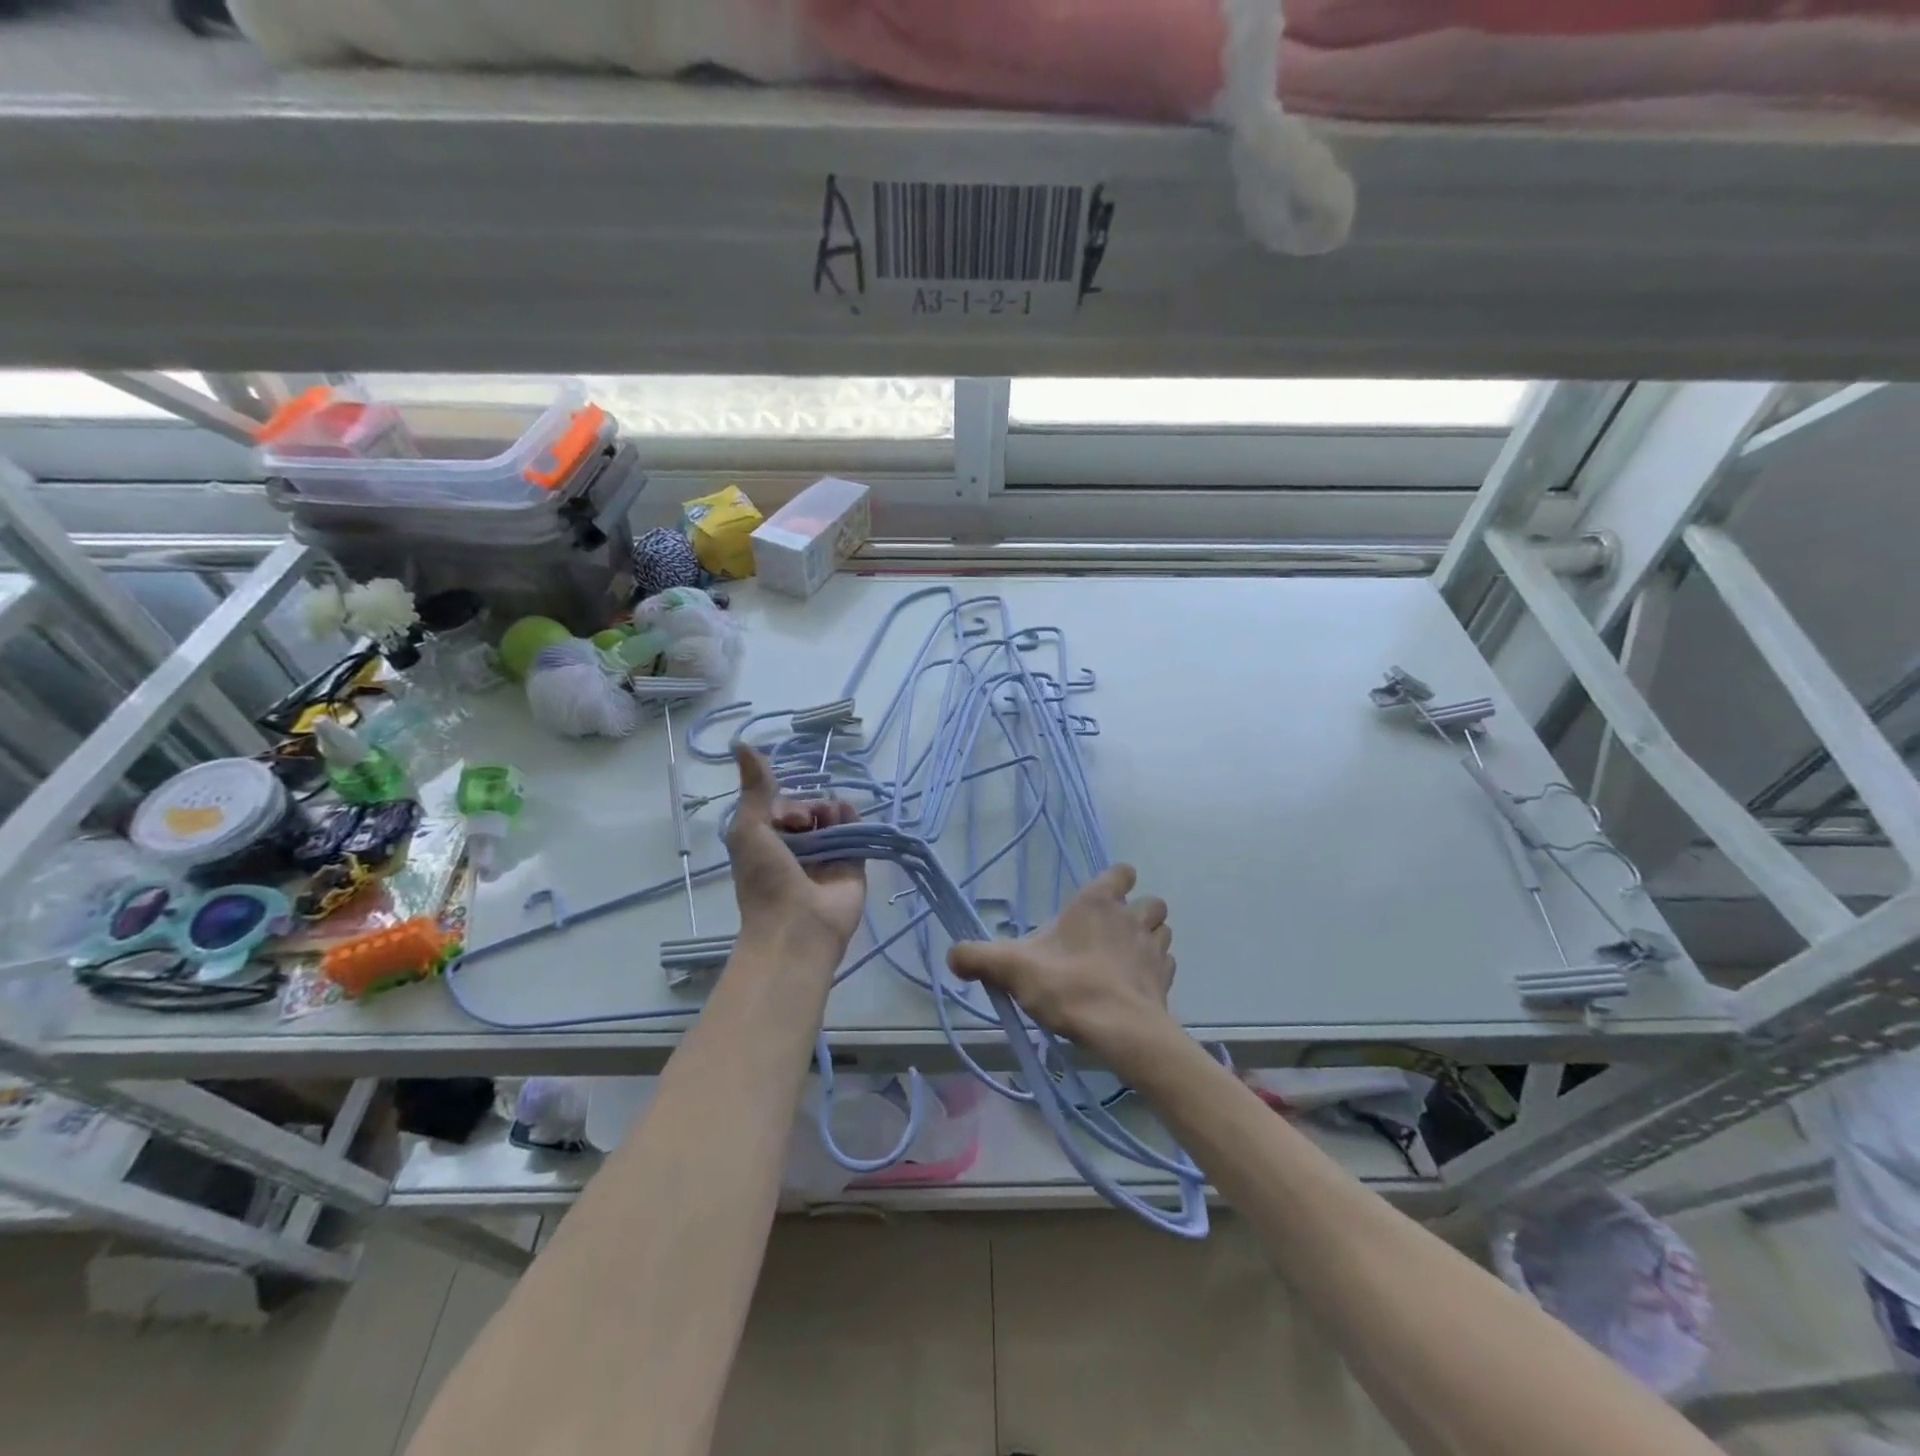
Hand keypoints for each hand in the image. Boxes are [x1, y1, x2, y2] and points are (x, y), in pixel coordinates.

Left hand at [725, 744, 866, 952]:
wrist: (798, 927)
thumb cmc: (765, 879)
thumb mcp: (749, 828)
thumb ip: (754, 787)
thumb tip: (741, 742)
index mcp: (769, 844)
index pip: (782, 808)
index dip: (784, 804)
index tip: (782, 816)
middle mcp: (798, 849)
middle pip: (809, 811)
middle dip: (808, 807)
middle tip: (803, 823)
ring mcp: (827, 857)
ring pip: (833, 819)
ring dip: (830, 810)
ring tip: (827, 821)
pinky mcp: (854, 864)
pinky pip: (856, 832)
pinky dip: (852, 819)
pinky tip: (847, 817)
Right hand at [945, 864, 1177, 1065]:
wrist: (1120, 1030)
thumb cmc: (1068, 986)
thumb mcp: (1011, 968)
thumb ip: (978, 957)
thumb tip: (952, 955)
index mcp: (1097, 903)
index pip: (1121, 872)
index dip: (1115, 881)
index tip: (1100, 899)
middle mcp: (1131, 917)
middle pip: (1150, 902)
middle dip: (1137, 912)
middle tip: (1112, 934)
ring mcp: (1153, 948)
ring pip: (1162, 931)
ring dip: (1149, 940)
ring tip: (1125, 959)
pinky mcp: (1165, 980)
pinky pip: (1165, 965)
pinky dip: (1154, 972)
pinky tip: (1135, 986)